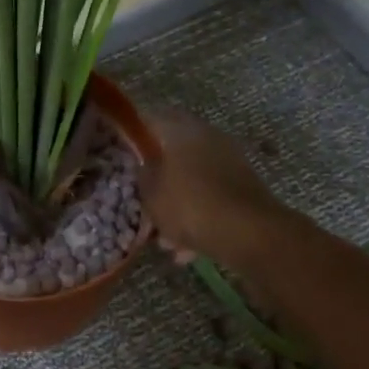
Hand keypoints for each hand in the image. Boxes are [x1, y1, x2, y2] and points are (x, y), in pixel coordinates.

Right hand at [140, 109, 278, 263]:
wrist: (247, 232)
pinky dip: (197, 217)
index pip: (151, 118)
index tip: (120, 150)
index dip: (133, 134)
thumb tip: (144, 164)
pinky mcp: (243, 187)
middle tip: (142, 197)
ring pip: (192, 180)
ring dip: (177, 204)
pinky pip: (210, 198)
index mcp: (182, 130)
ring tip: (164, 238)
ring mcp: (230, 161)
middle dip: (157, 177)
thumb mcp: (151, 193)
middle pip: (174, 152)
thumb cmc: (189, 205)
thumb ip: (143, 174)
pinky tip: (187, 249)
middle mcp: (208, 137)